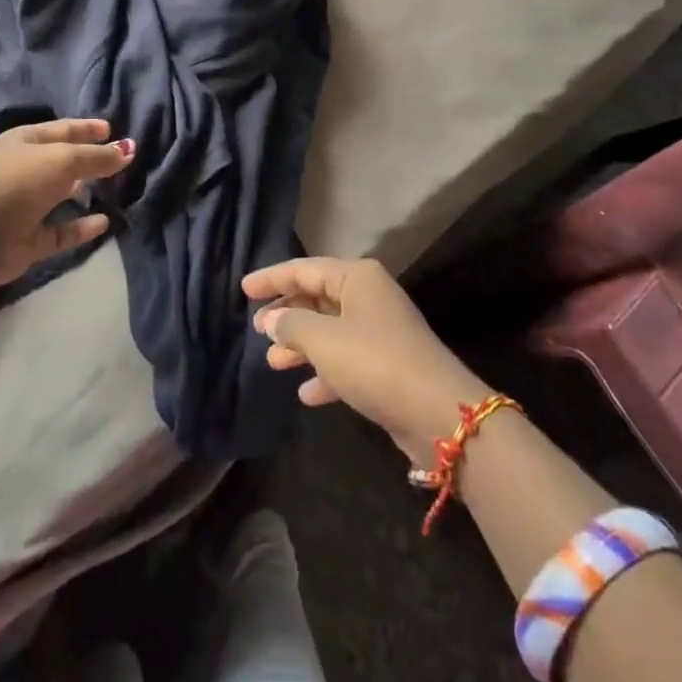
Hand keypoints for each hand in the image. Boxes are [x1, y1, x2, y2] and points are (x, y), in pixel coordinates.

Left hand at [0, 119, 133, 287]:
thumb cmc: (18, 183)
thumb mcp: (63, 160)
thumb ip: (97, 156)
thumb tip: (129, 149)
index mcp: (24, 142)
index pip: (63, 129)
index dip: (87, 128)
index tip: (111, 128)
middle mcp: (24, 170)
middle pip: (62, 160)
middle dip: (88, 158)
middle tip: (118, 158)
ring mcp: (25, 205)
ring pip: (61, 194)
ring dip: (83, 190)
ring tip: (113, 188)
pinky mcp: (29, 238)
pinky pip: (61, 230)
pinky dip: (81, 226)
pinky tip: (104, 222)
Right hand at [244, 257, 493, 466]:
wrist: (437, 412)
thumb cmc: (374, 362)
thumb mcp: (324, 340)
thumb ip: (292, 324)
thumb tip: (274, 318)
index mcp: (357, 278)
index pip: (305, 269)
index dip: (272, 278)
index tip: (244, 289)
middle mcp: (369, 297)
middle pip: (318, 297)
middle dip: (287, 314)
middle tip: (258, 329)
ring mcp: (380, 332)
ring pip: (330, 330)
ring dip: (301, 345)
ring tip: (273, 361)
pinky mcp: (387, 365)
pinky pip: (346, 360)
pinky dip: (325, 372)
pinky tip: (306, 393)